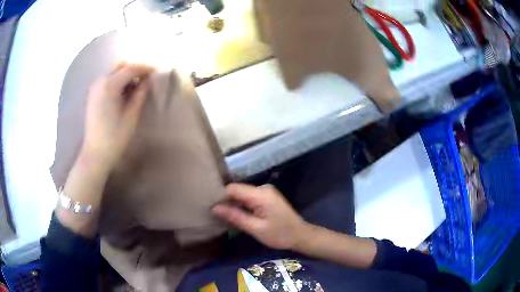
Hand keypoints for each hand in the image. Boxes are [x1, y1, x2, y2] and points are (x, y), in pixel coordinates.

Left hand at [81, 63, 153, 170]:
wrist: (95, 153)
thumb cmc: (115, 137)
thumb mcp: (131, 115)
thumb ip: (140, 94)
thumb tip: (147, 80)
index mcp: (109, 85)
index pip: (130, 69)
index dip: (144, 68)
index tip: (156, 71)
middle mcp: (100, 81)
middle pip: (120, 65)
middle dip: (134, 68)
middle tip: (146, 78)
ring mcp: (95, 87)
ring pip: (113, 72)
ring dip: (126, 75)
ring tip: (136, 86)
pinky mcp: (93, 95)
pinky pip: (107, 80)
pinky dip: (118, 81)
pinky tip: (124, 92)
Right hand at [212, 183, 306, 249]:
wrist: (300, 235)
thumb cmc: (279, 234)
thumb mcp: (256, 228)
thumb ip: (235, 217)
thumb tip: (215, 208)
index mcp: (261, 194)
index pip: (233, 189)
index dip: (221, 197)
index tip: (212, 209)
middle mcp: (263, 188)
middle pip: (237, 190)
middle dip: (227, 201)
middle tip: (217, 215)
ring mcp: (266, 192)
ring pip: (242, 194)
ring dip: (234, 204)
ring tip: (224, 216)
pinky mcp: (267, 197)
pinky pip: (249, 198)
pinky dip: (242, 206)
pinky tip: (237, 215)